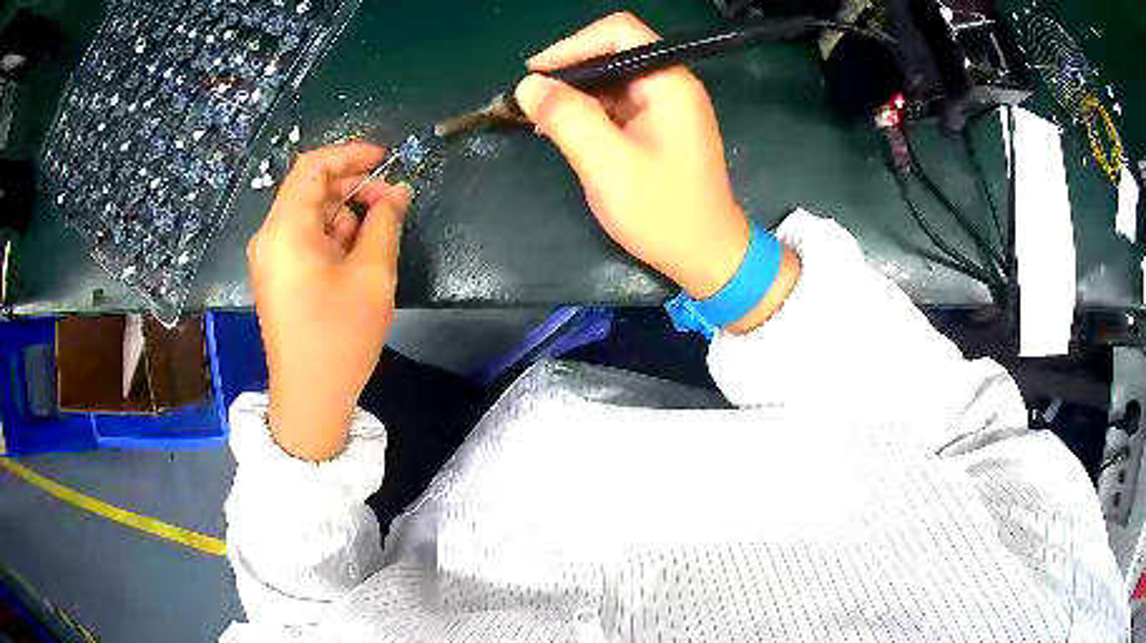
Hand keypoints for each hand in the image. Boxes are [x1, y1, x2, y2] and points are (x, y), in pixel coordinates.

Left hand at [246, 143, 412, 460]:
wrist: (309, 399)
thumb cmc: (339, 337)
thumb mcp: (372, 276)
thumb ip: (385, 223)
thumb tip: (397, 192)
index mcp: (286, 229)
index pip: (314, 167)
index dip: (350, 154)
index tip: (385, 158)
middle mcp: (269, 236)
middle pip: (309, 188)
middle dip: (350, 186)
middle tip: (389, 203)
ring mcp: (269, 258)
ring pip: (307, 213)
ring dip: (342, 213)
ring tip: (374, 238)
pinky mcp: (275, 276)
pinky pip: (301, 238)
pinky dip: (329, 235)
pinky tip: (353, 256)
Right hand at [515, 12, 798, 331]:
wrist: (707, 256)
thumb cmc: (664, 212)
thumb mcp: (608, 165)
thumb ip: (568, 118)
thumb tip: (529, 84)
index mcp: (668, 83)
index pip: (619, 32)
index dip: (573, 45)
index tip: (536, 74)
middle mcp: (670, 85)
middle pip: (613, 51)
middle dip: (569, 70)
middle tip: (531, 100)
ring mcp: (665, 106)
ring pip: (611, 79)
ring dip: (574, 93)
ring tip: (539, 117)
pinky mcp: (658, 126)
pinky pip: (616, 103)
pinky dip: (587, 111)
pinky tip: (562, 129)